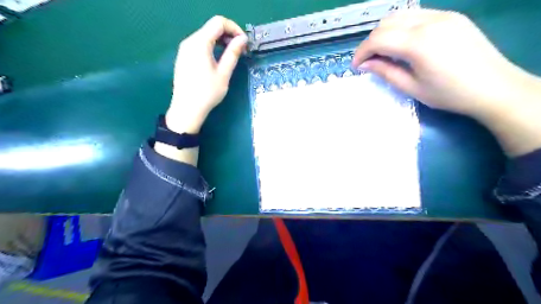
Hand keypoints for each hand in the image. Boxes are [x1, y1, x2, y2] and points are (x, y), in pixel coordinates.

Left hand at [167, 16, 247, 132]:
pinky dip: (212, 46)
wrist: (187, 109)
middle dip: (228, 34)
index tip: (244, 42)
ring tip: (232, 55)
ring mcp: (184, 49)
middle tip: (241, 50)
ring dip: (221, 41)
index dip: (234, 28)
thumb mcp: (224, 73)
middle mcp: (189, 41)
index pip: (218, 22)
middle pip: (211, 27)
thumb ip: (233, 53)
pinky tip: (218, 59)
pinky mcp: (184, 57)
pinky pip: (199, 44)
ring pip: (205, 35)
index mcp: (199, 43)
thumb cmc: (207, 93)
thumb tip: (243, 39)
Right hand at [354, 10, 540, 156]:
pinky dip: (402, 27)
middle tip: (369, 61)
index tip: (356, 66)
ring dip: (385, 32)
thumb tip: (365, 64)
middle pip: (386, 22)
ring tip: (383, 52)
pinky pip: (417, 15)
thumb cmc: (448, 94)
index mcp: (418, 43)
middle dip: (371, 41)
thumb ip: (385, 72)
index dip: (362, 52)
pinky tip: (403, 44)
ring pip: (401, 15)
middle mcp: (429, 21)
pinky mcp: (451, 16)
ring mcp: (442, 15)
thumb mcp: (411, 87)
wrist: (493, 87)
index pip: (378, 39)